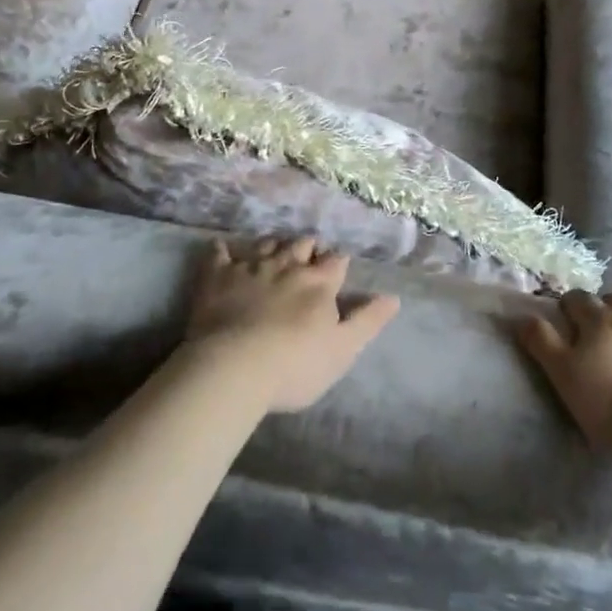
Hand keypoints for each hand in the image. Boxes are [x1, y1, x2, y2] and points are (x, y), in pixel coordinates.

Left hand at [183, 237, 399, 412]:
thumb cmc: (295, 365)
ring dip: (273, 245)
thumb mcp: (343, 350)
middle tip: (307, 255)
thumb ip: (367, 321)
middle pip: (302, 244)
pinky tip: (221, 248)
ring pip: (267, 244)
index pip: (335, 261)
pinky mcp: (218, 276)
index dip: (337, 262)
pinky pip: (219, 254)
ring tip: (275, 250)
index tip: (337, 266)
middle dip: (307, 247)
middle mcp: (287, 265)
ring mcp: (251, 267)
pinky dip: (222, 250)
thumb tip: (394, 297)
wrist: (234, 367)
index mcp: (319, 282)